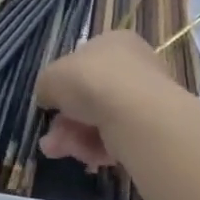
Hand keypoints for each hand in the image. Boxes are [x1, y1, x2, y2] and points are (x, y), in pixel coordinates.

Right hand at [35, 30, 179, 168]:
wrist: (136, 114)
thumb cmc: (90, 81)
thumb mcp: (51, 77)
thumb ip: (46, 86)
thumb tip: (48, 97)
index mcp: (114, 42)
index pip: (84, 61)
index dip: (63, 83)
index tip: (50, 103)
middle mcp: (134, 66)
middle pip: (90, 96)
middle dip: (65, 120)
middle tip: (49, 138)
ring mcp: (146, 99)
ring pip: (101, 120)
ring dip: (74, 137)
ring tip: (57, 151)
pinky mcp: (152, 129)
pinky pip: (117, 138)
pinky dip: (96, 148)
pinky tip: (84, 156)